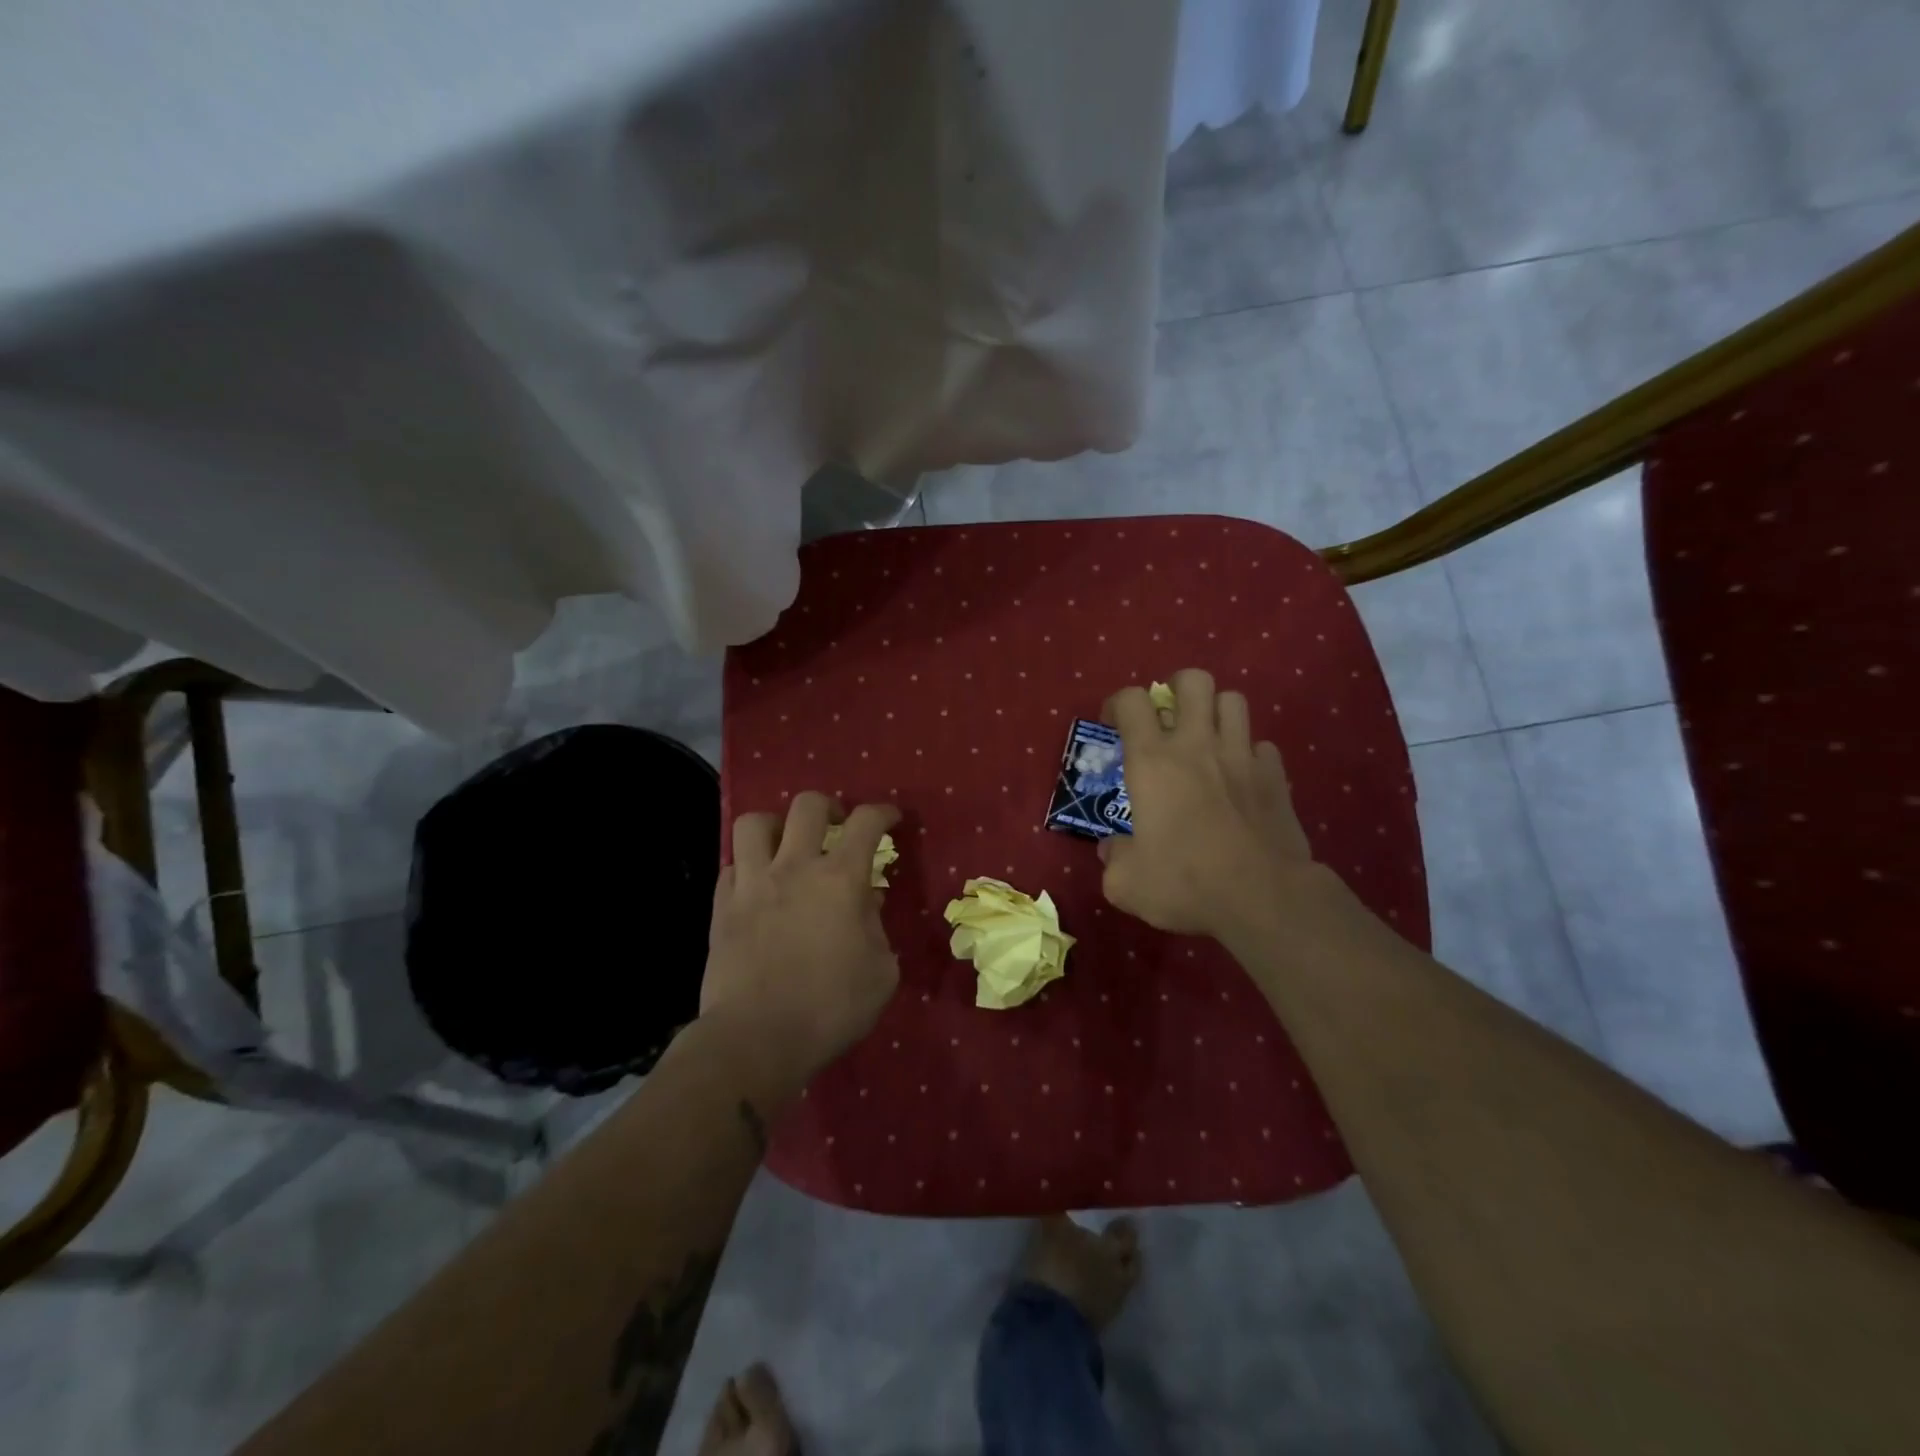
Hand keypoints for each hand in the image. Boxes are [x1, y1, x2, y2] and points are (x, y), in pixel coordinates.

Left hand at [702, 792, 901, 1078]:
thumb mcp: (880, 973)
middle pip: (807, 805)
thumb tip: (868, 904)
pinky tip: (758, 887)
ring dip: (776, 826)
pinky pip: (731, 867)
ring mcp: (752, 884)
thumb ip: (878, 930)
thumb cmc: (830, 1008)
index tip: (891, 818)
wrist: (756, 1039)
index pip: (866, 822)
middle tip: (836, 826)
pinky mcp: (722, 907)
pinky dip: (747, 868)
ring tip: (787, 845)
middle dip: (829, 806)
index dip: (882, 813)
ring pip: (754, 823)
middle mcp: (795, 868)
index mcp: (840, 879)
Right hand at [1099, 668, 1314, 937]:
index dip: (1117, 704)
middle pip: (1193, 681)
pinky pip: (1262, 745)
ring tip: (1206, 738)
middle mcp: (1197, 745)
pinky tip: (1241, 776)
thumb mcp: (1125, 882)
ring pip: (1233, 701)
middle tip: (1167, 716)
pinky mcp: (1275, 776)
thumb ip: (1113, 857)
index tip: (1112, 725)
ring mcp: (1242, 756)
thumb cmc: (1185, 882)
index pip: (1132, 701)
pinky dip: (1248, 753)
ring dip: (1215, 712)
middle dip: (1176, 688)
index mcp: (1152, 761)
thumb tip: (1112, 848)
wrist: (1263, 897)